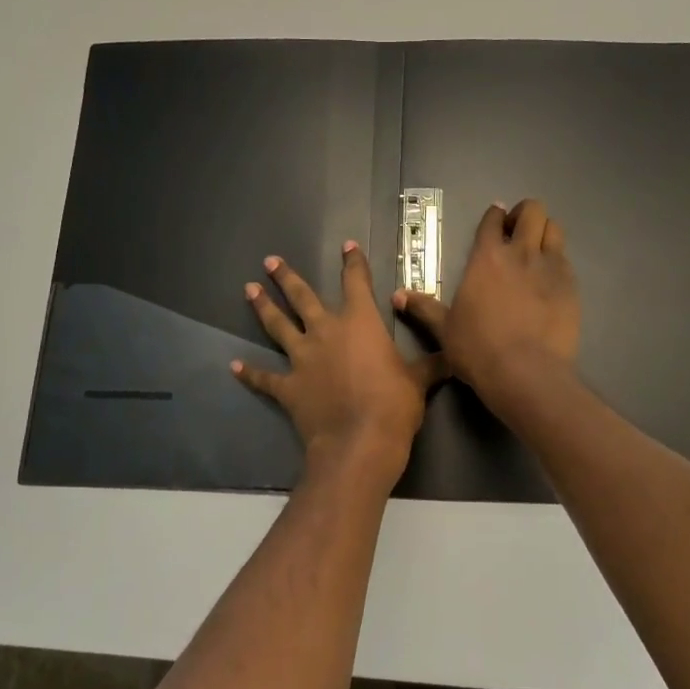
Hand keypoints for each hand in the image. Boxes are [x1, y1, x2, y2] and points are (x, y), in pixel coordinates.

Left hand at [232, 243, 443, 484]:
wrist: (359, 442)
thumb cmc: (394, 405)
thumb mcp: (420, 380)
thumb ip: (432, 363)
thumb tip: (454, 355)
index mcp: (360, 322)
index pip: (356, 282)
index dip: (353, 262)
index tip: (347, 246)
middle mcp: (326, 332)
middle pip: (302, 298)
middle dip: (286, 278)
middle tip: (270, 261)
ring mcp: (303, 359)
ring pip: (278, 326)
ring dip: (263, 308)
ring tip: (249, 289)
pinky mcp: (288, 387)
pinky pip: (265, 378)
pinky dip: (250, 373)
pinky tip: (235, 366)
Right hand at [395, 199, 580, 407]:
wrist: (525, 373)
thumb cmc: (478, 349)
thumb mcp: (444, 329)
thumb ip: (423, 308)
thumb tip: (396, 295)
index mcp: (486, 258)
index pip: (492, 220)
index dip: (494, 216)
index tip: (495, 220)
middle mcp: (520, 253)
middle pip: (532, 211)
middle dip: (525, 214)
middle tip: (517, 231)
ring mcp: (550, 268)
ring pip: (554, 229)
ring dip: (545, 232)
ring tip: (537, 248)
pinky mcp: (571, 286)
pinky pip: (566, 260)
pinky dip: (557, 261)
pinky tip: (550, 279)